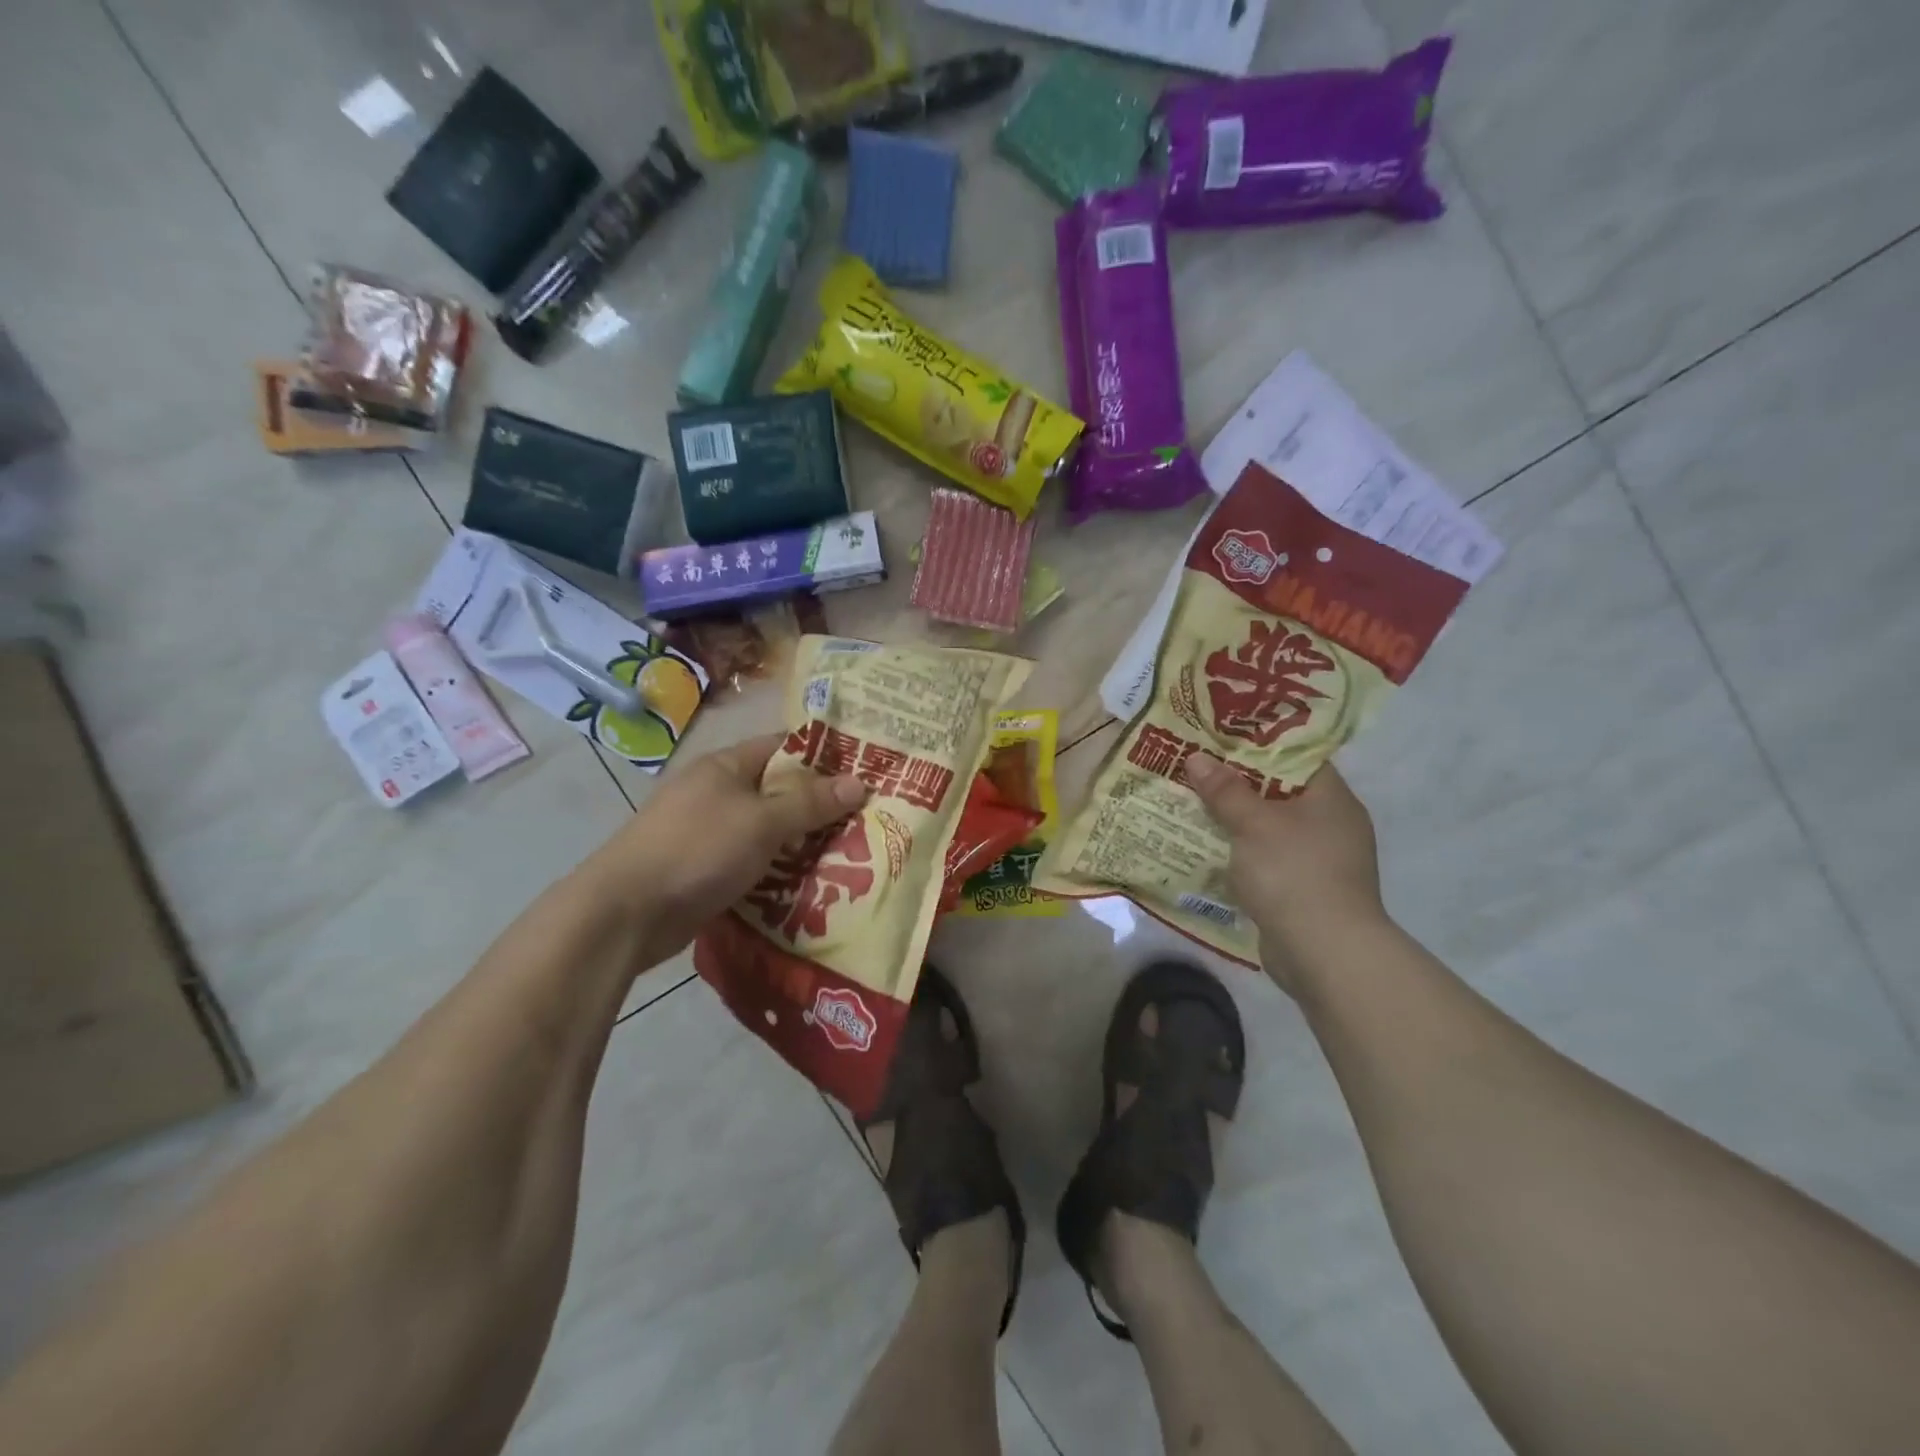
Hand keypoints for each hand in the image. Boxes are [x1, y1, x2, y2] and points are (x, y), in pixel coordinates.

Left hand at [581, 734, 868, 963]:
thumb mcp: (762, 822)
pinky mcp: (704, 869)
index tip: (866, 771)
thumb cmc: (697, 850)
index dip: (825, 757)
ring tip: (852, 855)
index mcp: (726, 766)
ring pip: (768, 830)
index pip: (784, 748)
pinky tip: (811, 884)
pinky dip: (779, 869)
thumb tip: (860, 782)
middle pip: (779, 791)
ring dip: (802, 843)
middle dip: (820, 806)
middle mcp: (717, 792)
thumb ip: (811, 803)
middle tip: (868, 820)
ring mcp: (708, 832)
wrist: (625, 913)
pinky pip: (753, 861)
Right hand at [1183, 753, 1384, 973]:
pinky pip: (1267, 858)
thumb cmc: (1294, 873)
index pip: (1295, 756)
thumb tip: (1197, 758)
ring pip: (1269, 827)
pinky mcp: (1304, 890)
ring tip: (1192, 803)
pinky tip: (1209, 848)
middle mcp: (1331, 824)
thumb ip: (1225, 790)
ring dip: (1235, 820)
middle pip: (1278, 791)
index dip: (1257, 744)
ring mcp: (1320, 860)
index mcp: (1331, 798)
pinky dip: (1241, 852)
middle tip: (1196, 767)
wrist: (1325, 953)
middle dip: (1236, 783)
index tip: (1219, 737)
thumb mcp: (1254, 824)